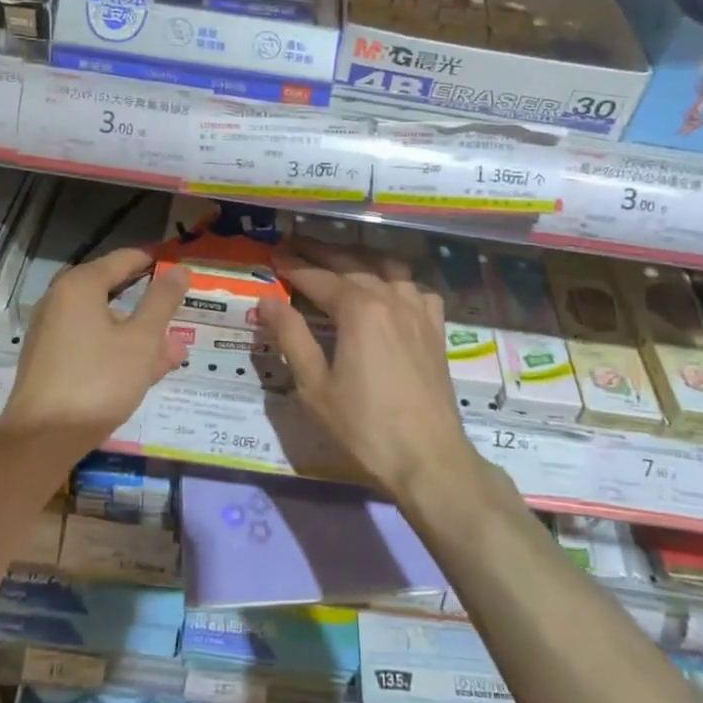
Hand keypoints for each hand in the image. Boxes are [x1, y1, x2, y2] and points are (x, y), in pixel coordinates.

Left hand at [0, 248, 190, 452]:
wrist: (41, 440)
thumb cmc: (98, 380)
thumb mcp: (142, 340)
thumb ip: (162, 301)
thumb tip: (180, 269)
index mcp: (80, 286)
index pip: (125, 259)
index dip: (157, 265)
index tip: (184, 275)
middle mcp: (61, 301)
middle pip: (115, 293)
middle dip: (151, 308)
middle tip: (183, 319)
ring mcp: (52, 333)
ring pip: (106, 324)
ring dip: (140, 337)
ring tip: (173, 356)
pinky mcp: (50, 362)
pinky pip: (92, 345)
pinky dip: (118, 352)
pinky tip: (144, 374)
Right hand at [257, 241, 479, 500]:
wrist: (428, 458)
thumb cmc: (364, 426)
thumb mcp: (314, 385)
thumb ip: (291, 336)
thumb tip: (267, 300)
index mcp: (359, 308)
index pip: (317, 278)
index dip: (293, 266)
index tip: (273, 256)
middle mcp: (390, 297)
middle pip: (351, 264)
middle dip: (320, 253)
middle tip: (294, 244)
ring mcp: (418, 310)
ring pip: (386, 268)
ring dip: (359, 259)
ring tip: (338, 259)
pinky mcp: (435, 327)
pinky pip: (415, 288)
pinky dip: (396, 280)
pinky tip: (388, 290)